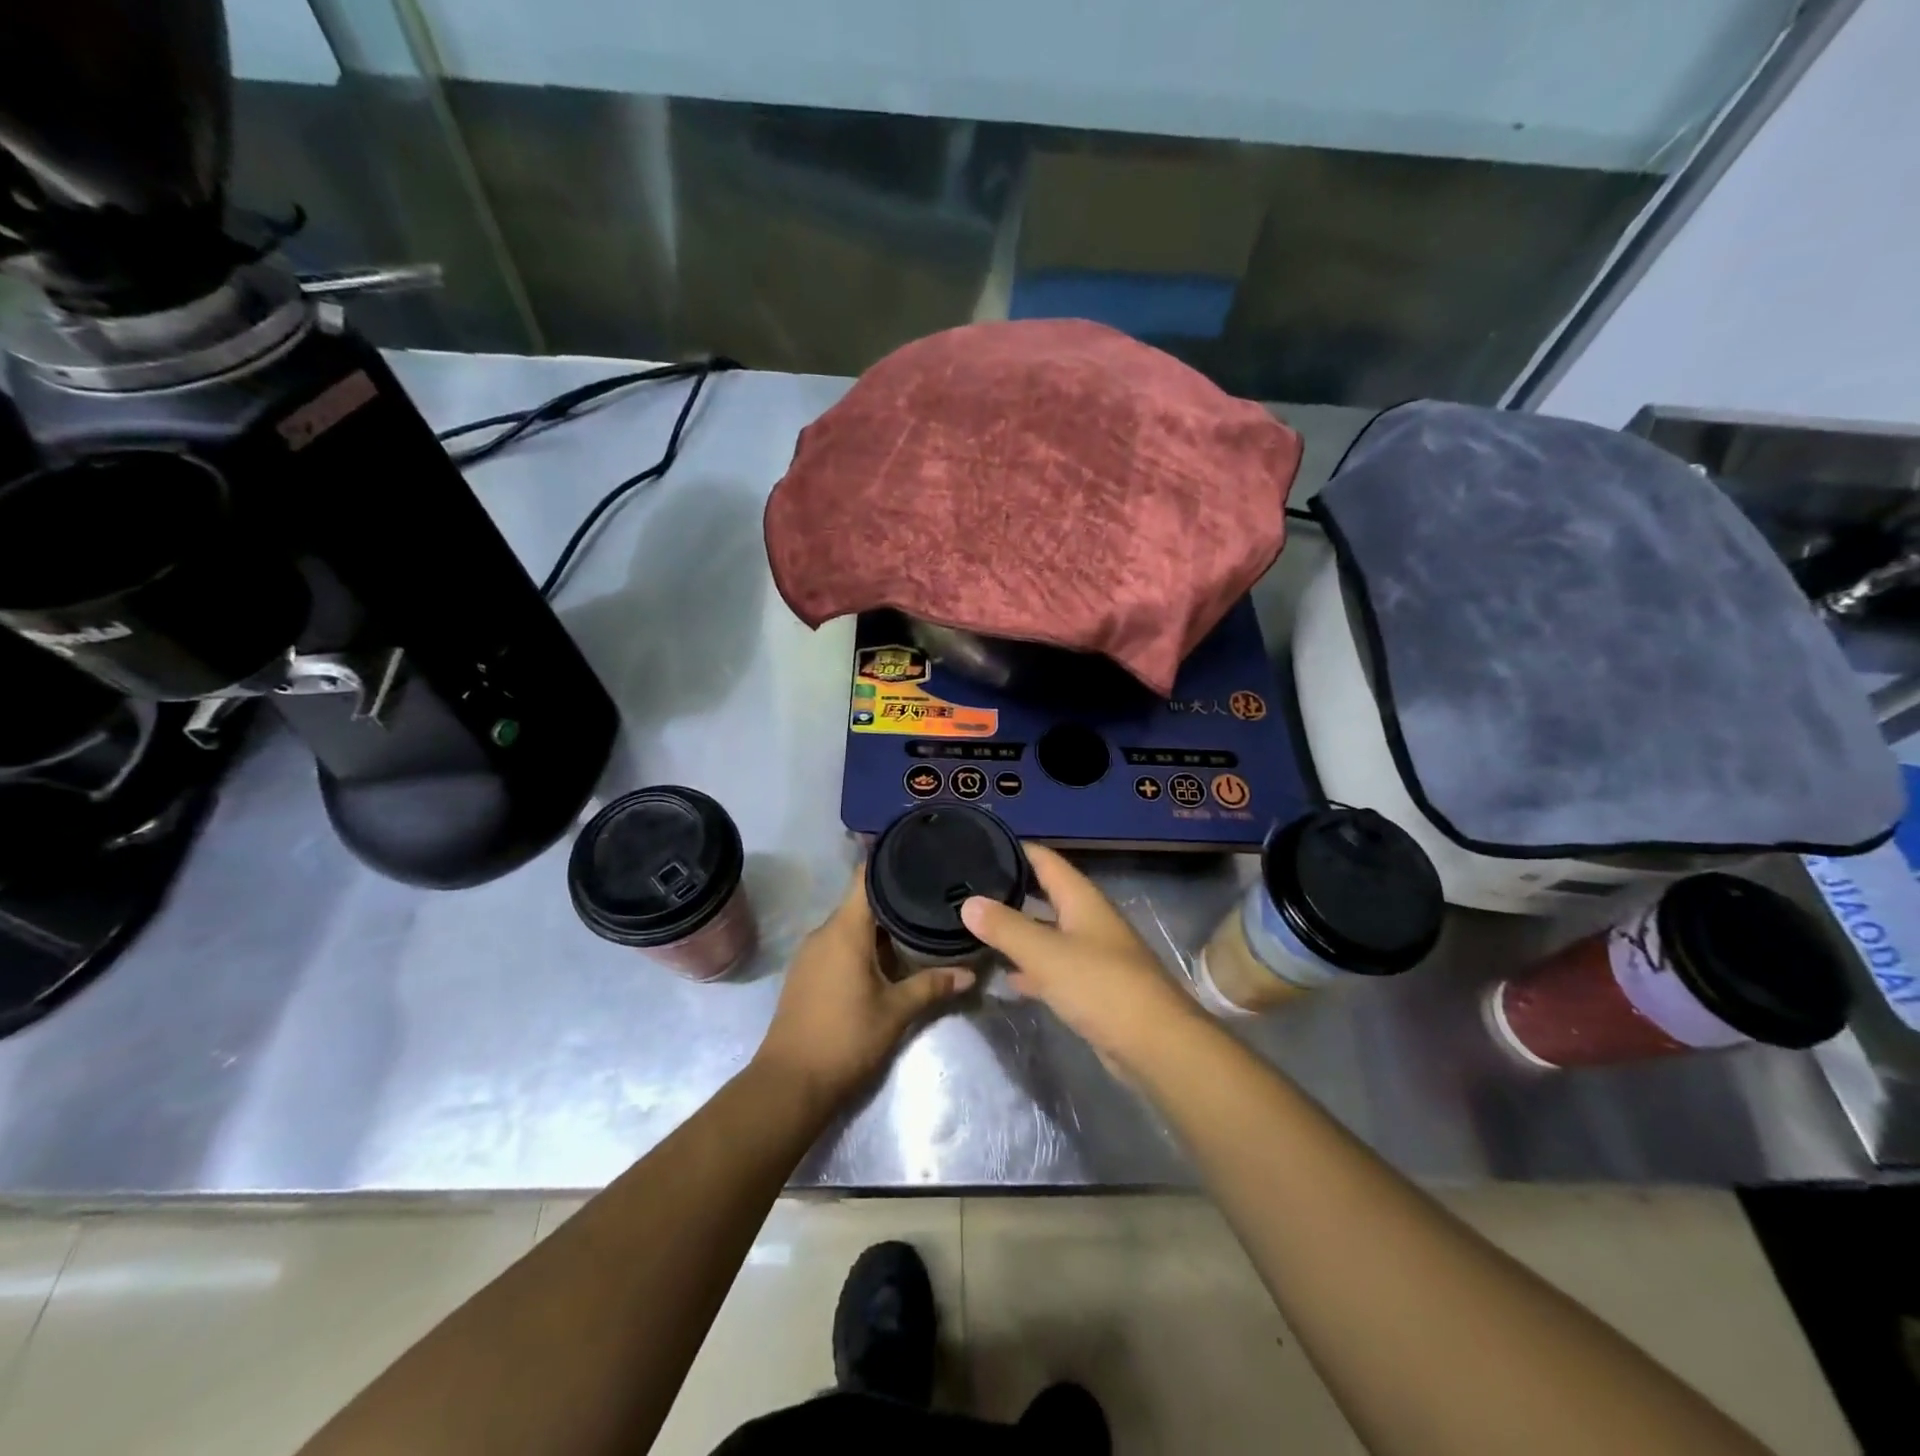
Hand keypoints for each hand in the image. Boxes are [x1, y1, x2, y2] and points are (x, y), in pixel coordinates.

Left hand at [754, 868, 974, 1110]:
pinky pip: (838, 944)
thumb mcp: (896, 1011)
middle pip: (861, 901)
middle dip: (895, 898)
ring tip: (917, 923)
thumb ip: (932, 986)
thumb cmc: (845, 1038)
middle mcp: (823, 932)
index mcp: (844, 929)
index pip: (865, 878)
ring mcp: (810, 953)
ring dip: (879, 925)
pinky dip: (862, 943)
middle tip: (932, 894)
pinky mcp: (806, 973)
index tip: (918, 852)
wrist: (790, 1083)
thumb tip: (970, 973)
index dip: (890, 861)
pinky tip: (887, 956)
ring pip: (850, 925)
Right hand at [961, 843, 1207, 1071]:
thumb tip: (969, 902)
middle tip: (968, 888)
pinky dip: (1030, 968)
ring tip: (976, 927)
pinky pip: (1054, 968)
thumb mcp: (1046, 953)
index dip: (1015, 849)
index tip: (979, 844)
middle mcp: (1088, 920)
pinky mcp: (1092, 988)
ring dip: (1018, 930)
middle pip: (1046, 895)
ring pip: (1047, 933)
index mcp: (1082, 899)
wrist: (1156, 1045)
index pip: (1045, 860)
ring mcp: (1092, 955)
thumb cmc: (1102, 986)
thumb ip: (1006, 927)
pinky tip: (1005, 975)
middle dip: (1011, 890)